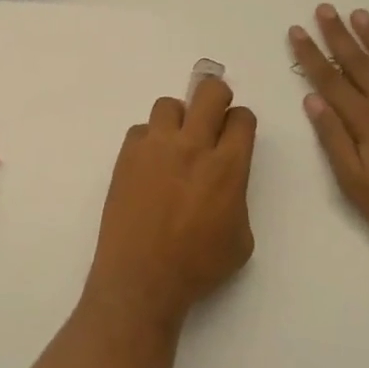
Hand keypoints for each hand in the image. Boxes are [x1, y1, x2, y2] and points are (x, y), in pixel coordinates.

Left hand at [84, 76, 257, 333]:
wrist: (142, 275)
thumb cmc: (198, 265)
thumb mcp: (240, 238)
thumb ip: (237, 196)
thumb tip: (223, 180)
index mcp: (227, 167)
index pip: (241, 118)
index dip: (241, 121)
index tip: (236, 131)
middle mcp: (192, 146)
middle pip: (208, 92)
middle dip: (216, 95)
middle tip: (213, 113)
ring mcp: (155, 146)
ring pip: (169, 104)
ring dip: (178, 118)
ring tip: (176, 142)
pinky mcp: (127, 154)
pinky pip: (141, 130)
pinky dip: (149, 141)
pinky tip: (150, 164)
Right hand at [292, 6, 368, 270]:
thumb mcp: (358, 187)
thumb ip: (335, 140)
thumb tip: (313, 100)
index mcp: (367, 123)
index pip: (331, 80)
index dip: (311, 54)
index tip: (297, 30)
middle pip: (360, 62)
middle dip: (338, 34)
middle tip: (325, 9)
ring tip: (359, 14)